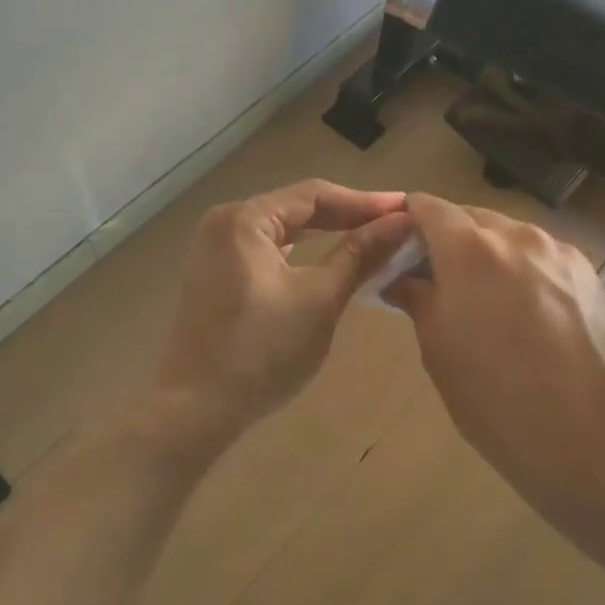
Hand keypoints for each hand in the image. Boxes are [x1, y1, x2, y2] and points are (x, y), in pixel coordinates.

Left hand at [151, 180, 414, 449]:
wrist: (196, 408)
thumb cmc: (263, 351)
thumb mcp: (320, 299)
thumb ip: (360, 255)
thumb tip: (402, 222)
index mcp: (245, 219)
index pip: (314, 195)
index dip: (365, 202)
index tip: (407, 209)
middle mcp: (224, 224)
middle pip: (296, 210)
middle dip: (346, 217)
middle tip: (395, 226)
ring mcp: (214, 253)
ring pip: (281, 233)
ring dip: (324, 236)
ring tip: (370, 241)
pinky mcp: (215, 279)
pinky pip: (266, 254)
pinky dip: (300, 256)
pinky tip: (326, 263)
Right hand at [385, 193, 604, 528]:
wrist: (590, 435)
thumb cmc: (496, 398)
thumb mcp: (439, 350)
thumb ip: (417, 299)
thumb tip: (401, 279)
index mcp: (470, 249)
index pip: (428, 207)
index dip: (407, 220)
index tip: (394, 247)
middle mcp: (516, 235)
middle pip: (470, 217)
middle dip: (446, 239)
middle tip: (432, 279)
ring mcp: (558, 251)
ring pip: (508, 235)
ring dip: (485, 253)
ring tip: (479, 297)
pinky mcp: (587, 272)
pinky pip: (539, 255)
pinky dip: (519, 268)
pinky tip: (520, 308)